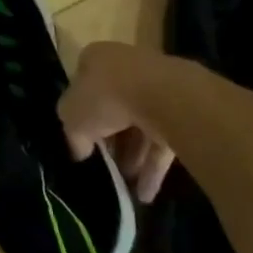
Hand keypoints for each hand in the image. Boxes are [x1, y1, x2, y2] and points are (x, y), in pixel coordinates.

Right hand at [59, 41, 178, 203]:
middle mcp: (126, 67)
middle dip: (109, 141)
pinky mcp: (180, 110)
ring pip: (139, 126)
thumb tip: (81, 149)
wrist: (163, 96)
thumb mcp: (71, 116)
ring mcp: (156, 87)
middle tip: (103, 166)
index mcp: (96, 59)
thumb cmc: (106, 96)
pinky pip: (162, 140)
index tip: (80, 140)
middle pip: (113, 108)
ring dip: (132, 158)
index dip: (79, 114)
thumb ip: (72, 133)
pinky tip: (144, 194)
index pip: (82, 86)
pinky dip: (153, 167)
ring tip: (124, 187)